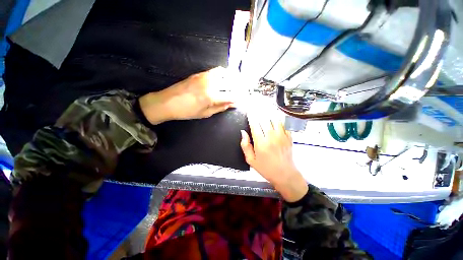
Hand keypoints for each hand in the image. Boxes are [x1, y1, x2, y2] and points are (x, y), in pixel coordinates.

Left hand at [139, 67, 233, 123]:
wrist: (167, 102)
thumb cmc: (187, 111)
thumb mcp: (205, 113)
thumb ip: (221, 107)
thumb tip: (233, 104)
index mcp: (211, 96)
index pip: (232, 95)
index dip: (239, 98)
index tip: (243, 100)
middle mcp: (210, 83)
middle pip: (231, 83)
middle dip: (239, 88)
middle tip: (242, 92)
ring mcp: (205, 76)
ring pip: (225, 73)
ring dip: (233, 79)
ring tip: (236, 85)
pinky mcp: (200, 73)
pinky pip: (217, 70)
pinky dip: (224, 73)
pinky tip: (225, 79)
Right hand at [240, 117, 307, 201]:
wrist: (285, 174)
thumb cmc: (266, 168)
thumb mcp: (251, 160)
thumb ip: (245, 145)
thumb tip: (243, 133)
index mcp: (261, 143)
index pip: (254, 125)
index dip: (251, 117)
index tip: (249, 112)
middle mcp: (271, 137)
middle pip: (264, 119)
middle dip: (259, 113)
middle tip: (255, 109)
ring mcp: (281, 136)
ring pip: (274, 119)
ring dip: (268, 114)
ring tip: (264, 110)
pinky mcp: (289, 137)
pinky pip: (283, 124)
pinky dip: (278, 119)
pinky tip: (275, 117)